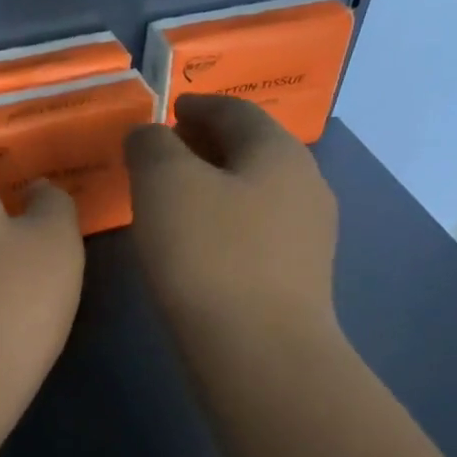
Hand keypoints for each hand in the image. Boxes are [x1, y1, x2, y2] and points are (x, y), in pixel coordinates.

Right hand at [124, 94, 338, 340]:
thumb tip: (149, 135)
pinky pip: (254, 231)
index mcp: (277, 151)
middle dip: (206, 145)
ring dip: (214, 186)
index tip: (168, 110)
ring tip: (173, 199)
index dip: (198, 105)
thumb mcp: (164, 184)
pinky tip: (196, 244)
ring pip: (253, 193)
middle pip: (250, 150)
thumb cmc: (208, 255)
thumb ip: (151, 145)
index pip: (236, 111)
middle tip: (164, 153)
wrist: (259, 351)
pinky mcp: (297, 279)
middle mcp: (304, 185)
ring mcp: (308, 236)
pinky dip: (223, 222)